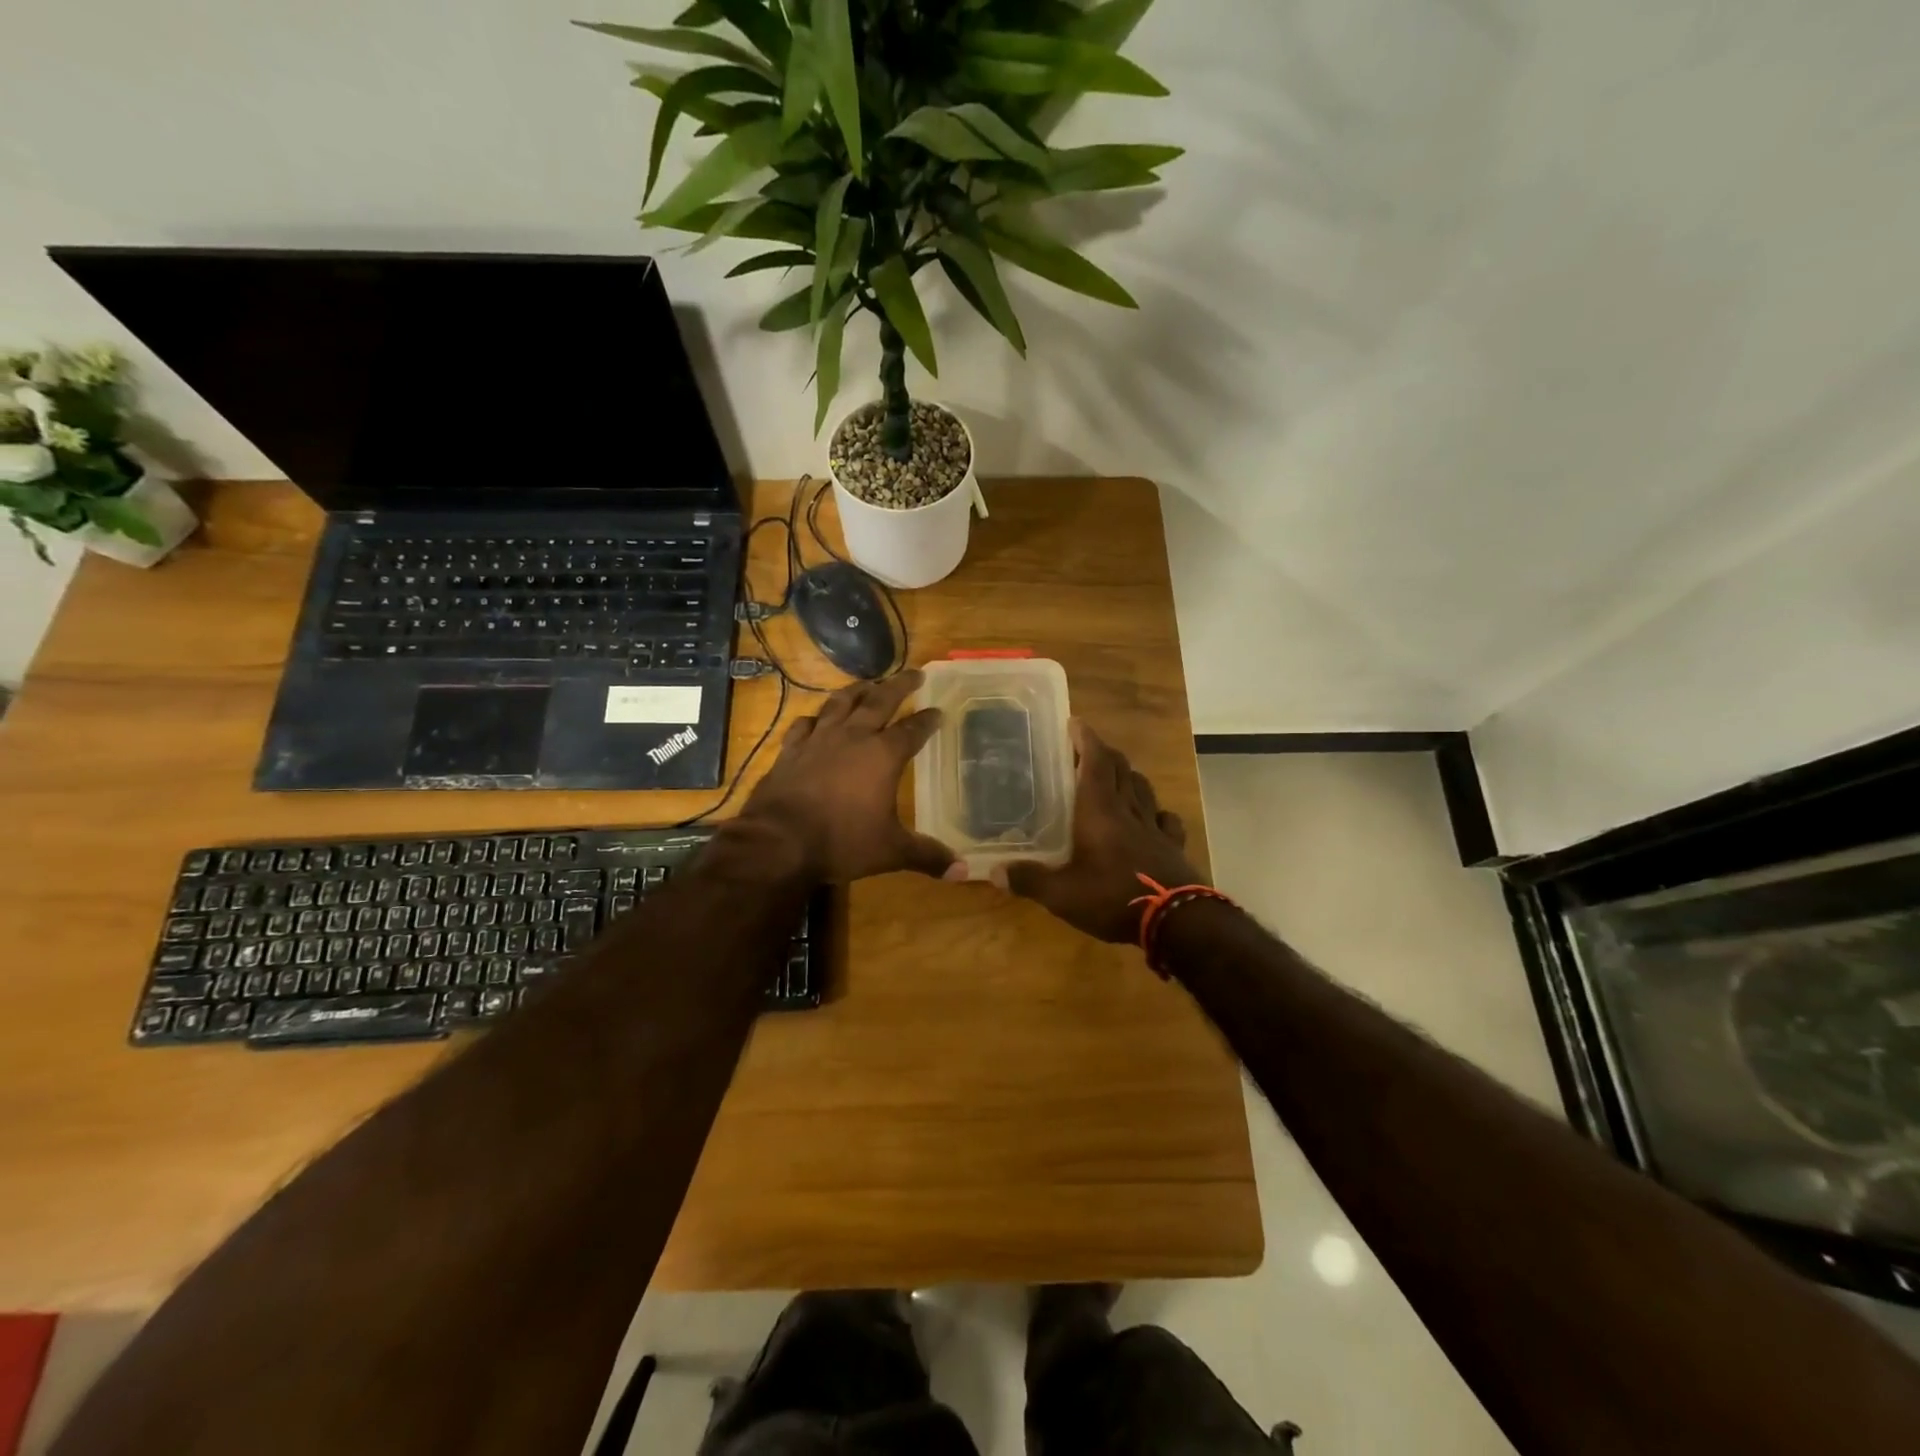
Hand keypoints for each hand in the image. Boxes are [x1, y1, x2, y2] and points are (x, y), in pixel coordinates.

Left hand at [736, 669, 961, 883]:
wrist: (778, 842)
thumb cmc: (841, 842)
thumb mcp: (890, 851)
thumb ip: (927, 856)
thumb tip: (964, 871)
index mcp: (883, 756)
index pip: (912, 730)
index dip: (928, 719)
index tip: (939, 709)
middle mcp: (853, 738)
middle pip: (879, 702)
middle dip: (900, 686)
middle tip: (915, 673)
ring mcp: (818, 740)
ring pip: (840, 704)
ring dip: (857, 691)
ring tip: (867, 684)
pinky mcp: (790, 751)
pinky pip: (804, 725)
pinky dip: (815, 718)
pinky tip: (816, 718)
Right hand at [992, 721, 1204, 942]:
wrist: (1176, 921)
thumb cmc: (1112, 897)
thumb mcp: (1062, 894)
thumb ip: (1029, 880)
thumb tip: (994, 872)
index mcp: (1100, 811)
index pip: (1095, 762)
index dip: (1086, 739)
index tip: (1075, 722)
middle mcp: (1128, 810)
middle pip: (1121, 768)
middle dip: (1104, 753)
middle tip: (1087, 749)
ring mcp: (1154, 827)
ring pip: (1143, 788)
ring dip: (1129, 776)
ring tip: (1116, 776)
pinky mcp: (1172, 847)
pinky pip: (1166, 819)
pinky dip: (1156, 811)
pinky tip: (1152, 817)